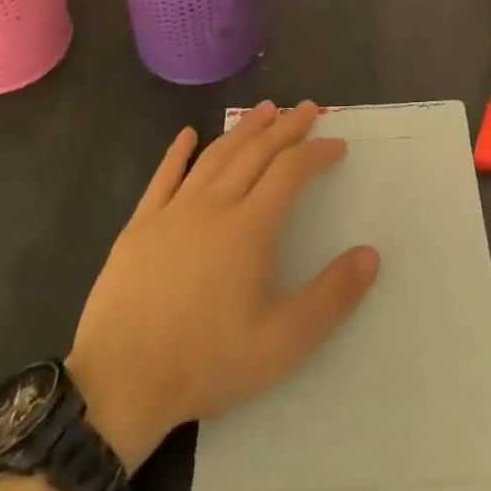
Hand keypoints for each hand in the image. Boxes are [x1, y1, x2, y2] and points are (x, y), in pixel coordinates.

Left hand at [64, 101, 380, 469]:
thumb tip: (371, 254)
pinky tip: (187, 134)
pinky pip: (164, 176)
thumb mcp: (283, 342)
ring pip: (215, 156)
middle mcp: (214, 205)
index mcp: (250, 227)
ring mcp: (173, 211)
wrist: (120, 382)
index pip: (291, 171)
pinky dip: (178, 151)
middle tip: (306, 108)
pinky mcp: (140, 225)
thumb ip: (332, 297)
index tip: (337, 143)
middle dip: (285, 127)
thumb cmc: (206, 361)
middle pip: (255, 152)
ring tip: (263, 111)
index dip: (316, 152)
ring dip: (243, 129)